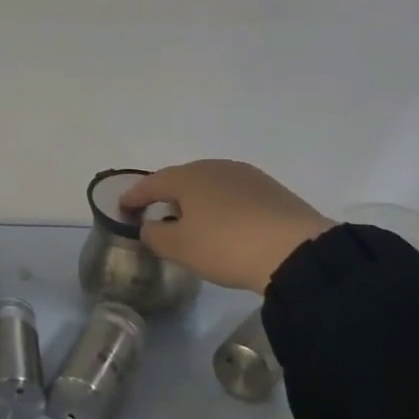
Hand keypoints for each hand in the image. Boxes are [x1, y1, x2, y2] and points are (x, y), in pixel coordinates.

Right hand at [121, 161, 332, 292]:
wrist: (296, 251)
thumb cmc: (226, 245)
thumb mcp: (180, 247)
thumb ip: (155, 234)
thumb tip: (149, 225)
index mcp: (187, 177)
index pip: (151, 183)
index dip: (134, 196)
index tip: (122, 207)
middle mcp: (215, 167)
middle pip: (182, 179)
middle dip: (166, 195)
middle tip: (157, 214)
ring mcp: (246, 175)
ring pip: (210, 184)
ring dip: (196, 200)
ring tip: (192, 221)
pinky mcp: (271, 189)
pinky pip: (233, 194)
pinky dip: (221, 205)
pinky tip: (225, 224)